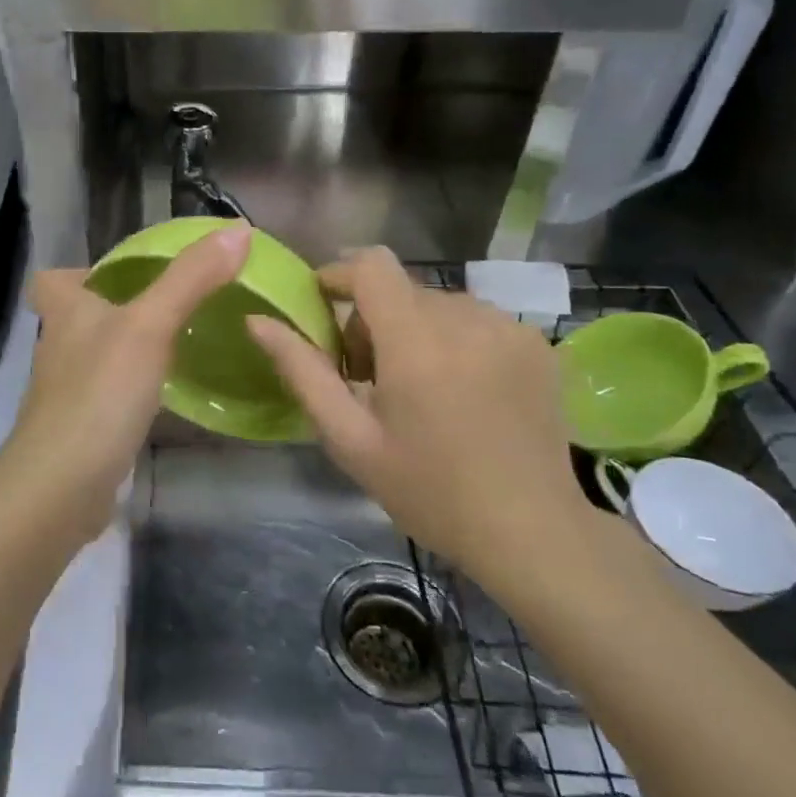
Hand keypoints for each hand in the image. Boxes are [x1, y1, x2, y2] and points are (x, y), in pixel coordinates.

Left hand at [0, 224, 252, 543]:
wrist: (62, 485)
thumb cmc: (100, 391)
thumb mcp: (151, 326)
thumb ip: (191, 279)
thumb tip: (238, 229)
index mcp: (65, 313)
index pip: (51, 280)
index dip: (78, 272)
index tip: (121, 274)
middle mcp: (58, 348)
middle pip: (76, 318)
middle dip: (113, 310)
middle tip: (165, 308)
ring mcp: (65, 393)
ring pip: (93, 358)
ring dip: (125, 350)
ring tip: (174, 347)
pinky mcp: (79, 430)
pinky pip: (105, 397)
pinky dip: (128, 392)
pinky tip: (162, 398)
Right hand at [247, 247, 589, 596]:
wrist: (532, 532)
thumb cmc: (429, 490)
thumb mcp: (349, 438)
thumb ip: (302, 371)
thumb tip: (258, 320)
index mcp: (415, 340)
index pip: (371, 264)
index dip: (339, 274)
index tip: (323, 308)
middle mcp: (466, 317)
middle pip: (401, 289)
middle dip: (372, 319)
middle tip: (368, 378)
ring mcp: (509, 327)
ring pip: (438, 303)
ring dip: (415, 330)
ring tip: (418, 389)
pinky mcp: (537, 343)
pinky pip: (477, 320)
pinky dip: (455, 340)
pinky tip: (462, 391)